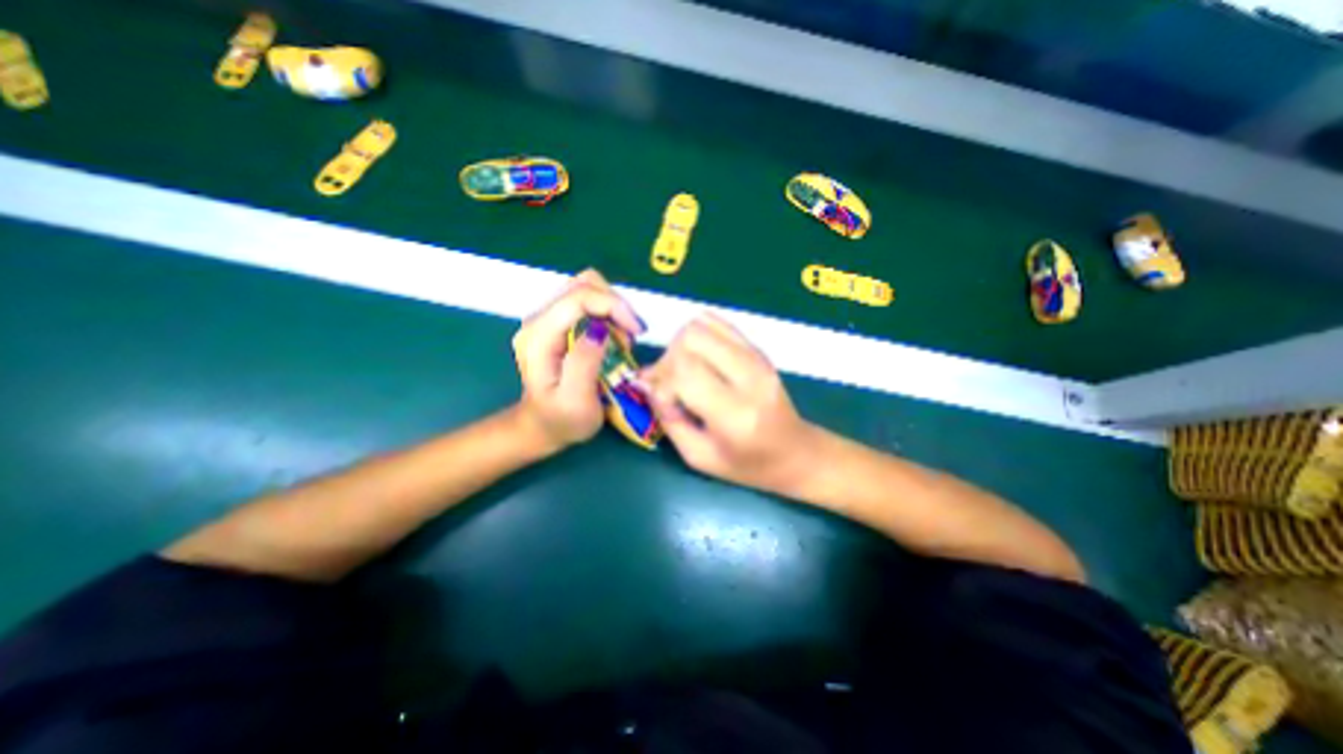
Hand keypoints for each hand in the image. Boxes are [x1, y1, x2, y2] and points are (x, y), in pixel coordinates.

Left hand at [512, 267, 642, 451]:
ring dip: (612, 307)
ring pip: (586, 287)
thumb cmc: (562, 420)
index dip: (613, 306)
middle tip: (630, 335)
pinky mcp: (556, 321)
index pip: (578, 298)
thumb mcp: (577, 402)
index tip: (636, 330)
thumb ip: (585, 364)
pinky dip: (607, 311)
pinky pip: (586, 300)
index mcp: (538, 337)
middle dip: (615, 304)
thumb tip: (600, 329)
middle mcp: (537, 319)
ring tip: (623, 338)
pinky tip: (613, 335)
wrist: (542, 425)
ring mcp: (546, 317)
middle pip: (583, 284)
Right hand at [642, 309, 819, 487]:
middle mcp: (748, 378)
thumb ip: (668, 419)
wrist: (796, 453)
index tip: (663, 401)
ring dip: (681, 346)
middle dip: (668, 359)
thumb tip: (646, 382)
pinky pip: (718, 323)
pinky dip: (698, 335)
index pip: (684, 372)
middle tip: (669, 383)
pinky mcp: (759, 350)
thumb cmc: (747, 465)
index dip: (662, 382)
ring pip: (701, 326)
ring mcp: (757, 358)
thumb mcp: (699, 457)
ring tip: (684, 371)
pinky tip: (700, 358)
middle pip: (691, 340)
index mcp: (734, 414)